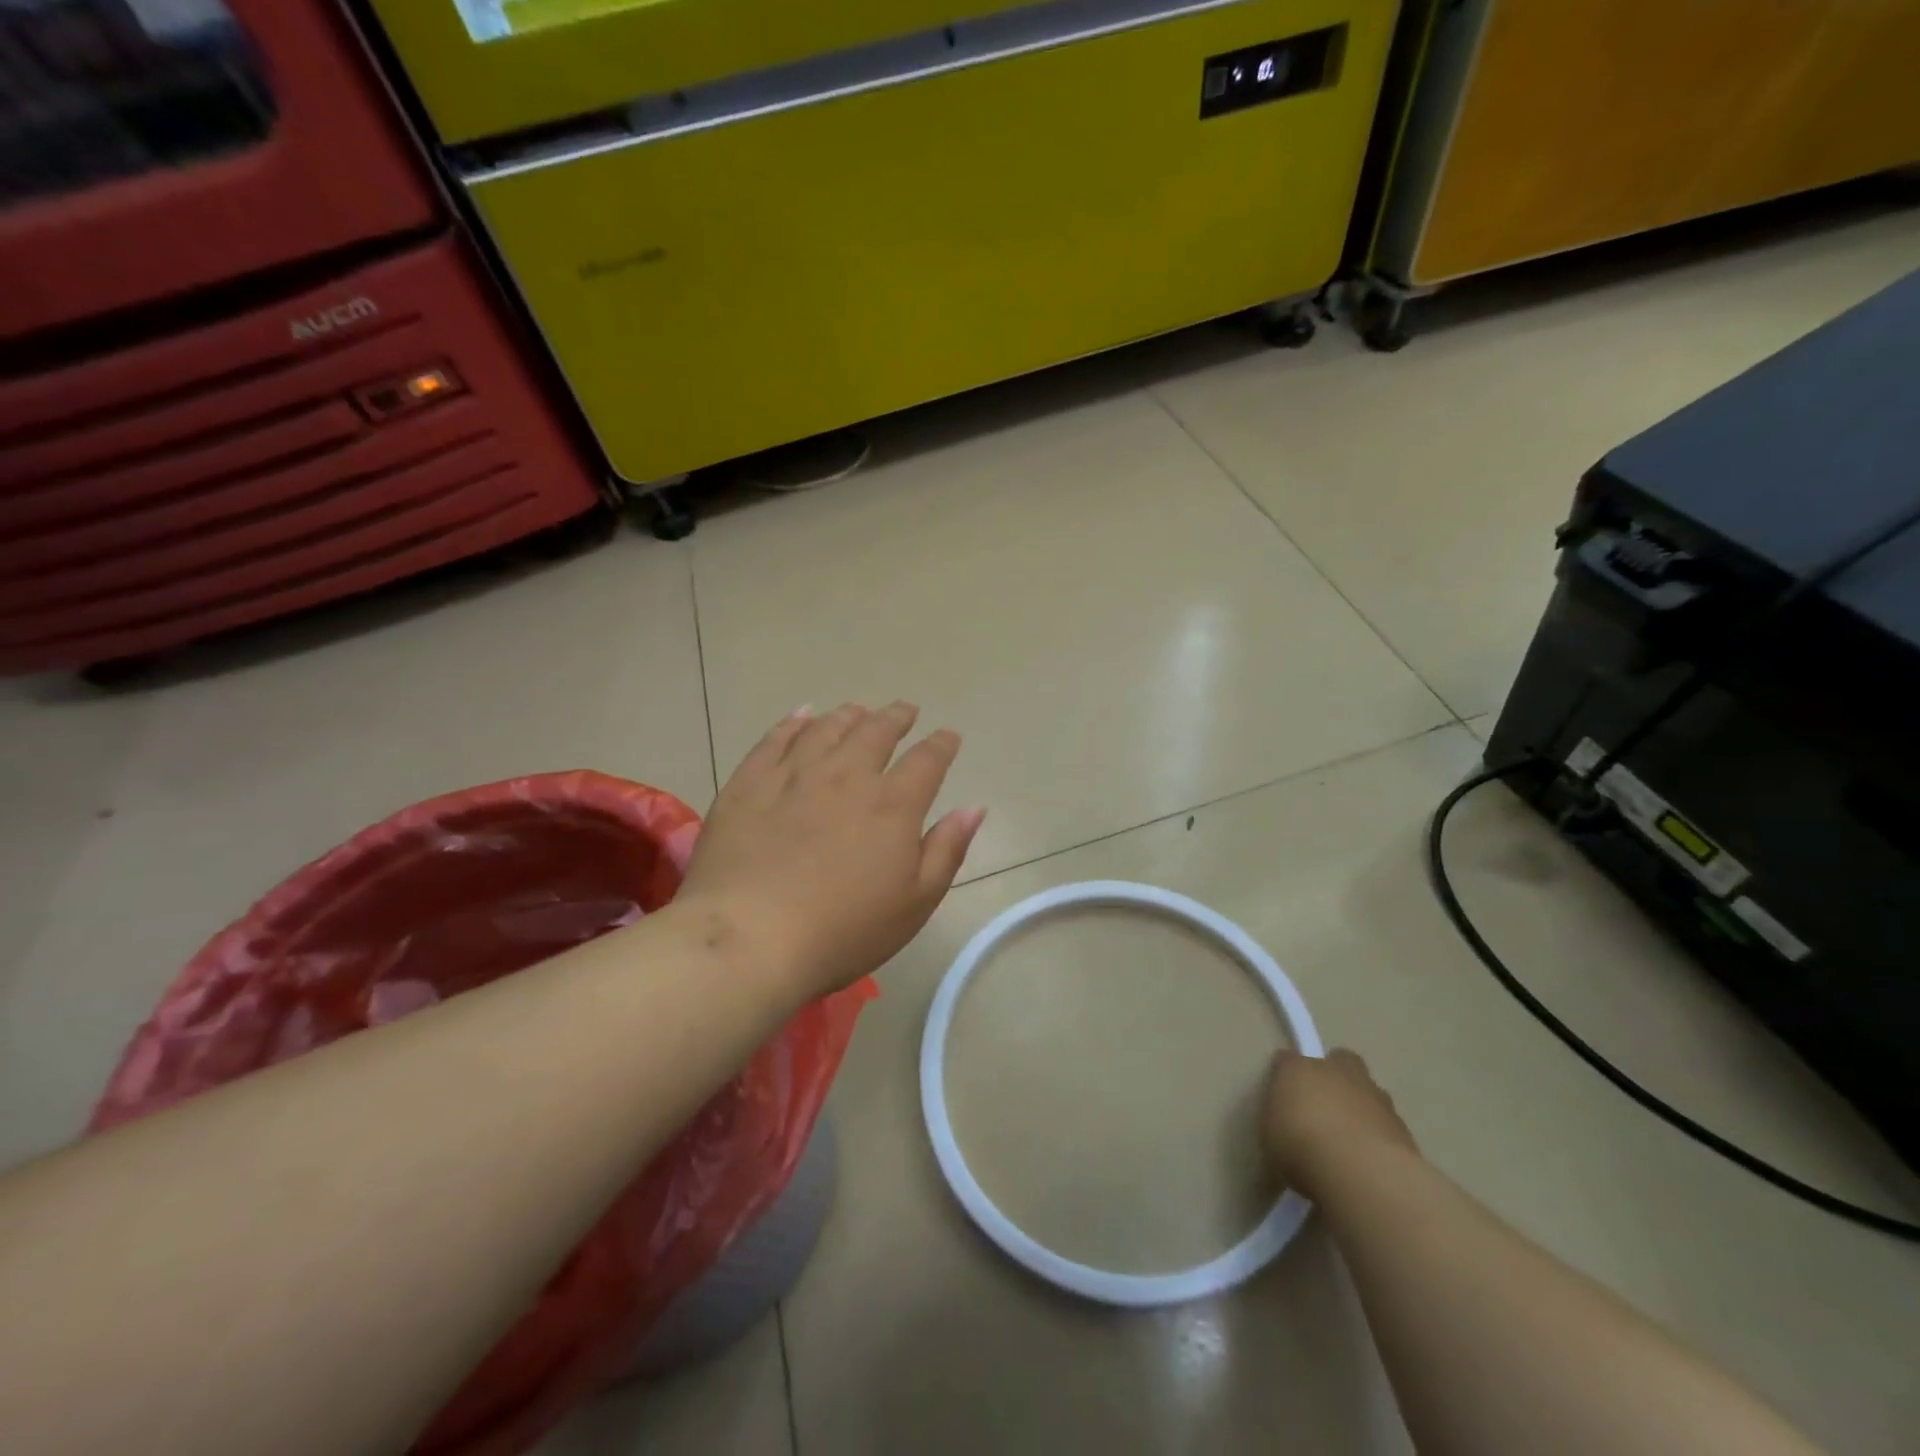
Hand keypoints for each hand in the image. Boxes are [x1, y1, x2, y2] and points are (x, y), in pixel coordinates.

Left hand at [678, 702, 985, 1000]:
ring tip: (857, 711)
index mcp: (892, 805)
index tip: (948, 736)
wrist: (751, 938)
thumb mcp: (915, 902)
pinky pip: (775, 739)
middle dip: (895, 718)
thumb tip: (975, 807)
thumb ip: (947, 849)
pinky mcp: (749, 783)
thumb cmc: (844, 931)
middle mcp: (847, 777)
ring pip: (827, 729)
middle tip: (904, 711)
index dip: (941, 745)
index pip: (927, 761)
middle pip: (876, 732)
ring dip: (848, 716)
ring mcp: (794, 775)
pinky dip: (794, 723)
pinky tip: (802, 716)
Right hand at [1262, 1048, 1418, 1197]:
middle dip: (1335, 1075)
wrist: (1360, 1172)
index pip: (1288, 1060)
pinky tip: (1371, 1160)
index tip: (1283, 1100)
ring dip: (1361, 1106)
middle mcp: (1337, 1073)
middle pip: (1340, 1060)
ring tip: (1351, 1140)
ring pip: (1368, 1091)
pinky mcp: (1403, 1127)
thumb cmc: (1300, 1147)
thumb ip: (1281, 1122)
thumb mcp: (1269, 1135)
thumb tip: (1287, 1127)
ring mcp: (1375, 1097)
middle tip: (1325, 1105)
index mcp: (1298, 1069)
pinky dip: (1379, 1135)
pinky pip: (1386, 1124)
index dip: (1286, 1077)